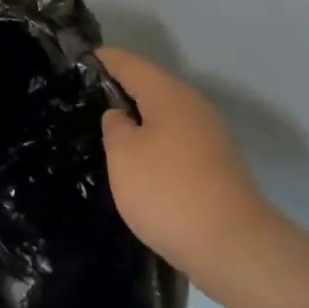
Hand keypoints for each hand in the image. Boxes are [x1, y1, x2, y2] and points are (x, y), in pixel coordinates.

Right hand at [99, 48, 271, 299]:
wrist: (234, 247)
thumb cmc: (168, 191)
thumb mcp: (124, 155)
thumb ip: (115, 127)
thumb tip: (121, 117)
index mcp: (168, 93)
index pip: (127, 62)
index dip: (100, 60)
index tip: (74, 63)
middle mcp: (192, 106)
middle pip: (149, 86)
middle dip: (118, 91)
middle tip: (82, 101)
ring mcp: (208, 137)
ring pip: (163, 116)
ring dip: (137, 121)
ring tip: (104, 134)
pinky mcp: (215, 167)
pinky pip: (174, 142)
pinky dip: (153, 145)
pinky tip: (137, 165)